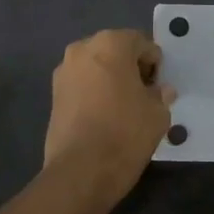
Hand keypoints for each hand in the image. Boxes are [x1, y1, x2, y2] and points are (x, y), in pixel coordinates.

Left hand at [44, 29, 175, 196]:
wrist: (81, 170)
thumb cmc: (126, 133)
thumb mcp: (158, 113)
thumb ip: (161, 95)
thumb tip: (161, 91)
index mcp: (111, 44)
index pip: (141, 43)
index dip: (155, 64)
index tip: (159, 86)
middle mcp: (82, 49)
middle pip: (115, 51)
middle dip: (130, 67)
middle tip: (144, 94)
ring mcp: (63, 72)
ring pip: (96, 68)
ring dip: (111, 79)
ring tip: (123, 107)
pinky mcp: (53, 95)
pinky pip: (82, 85)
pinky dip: (95, 93)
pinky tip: (105, 116)